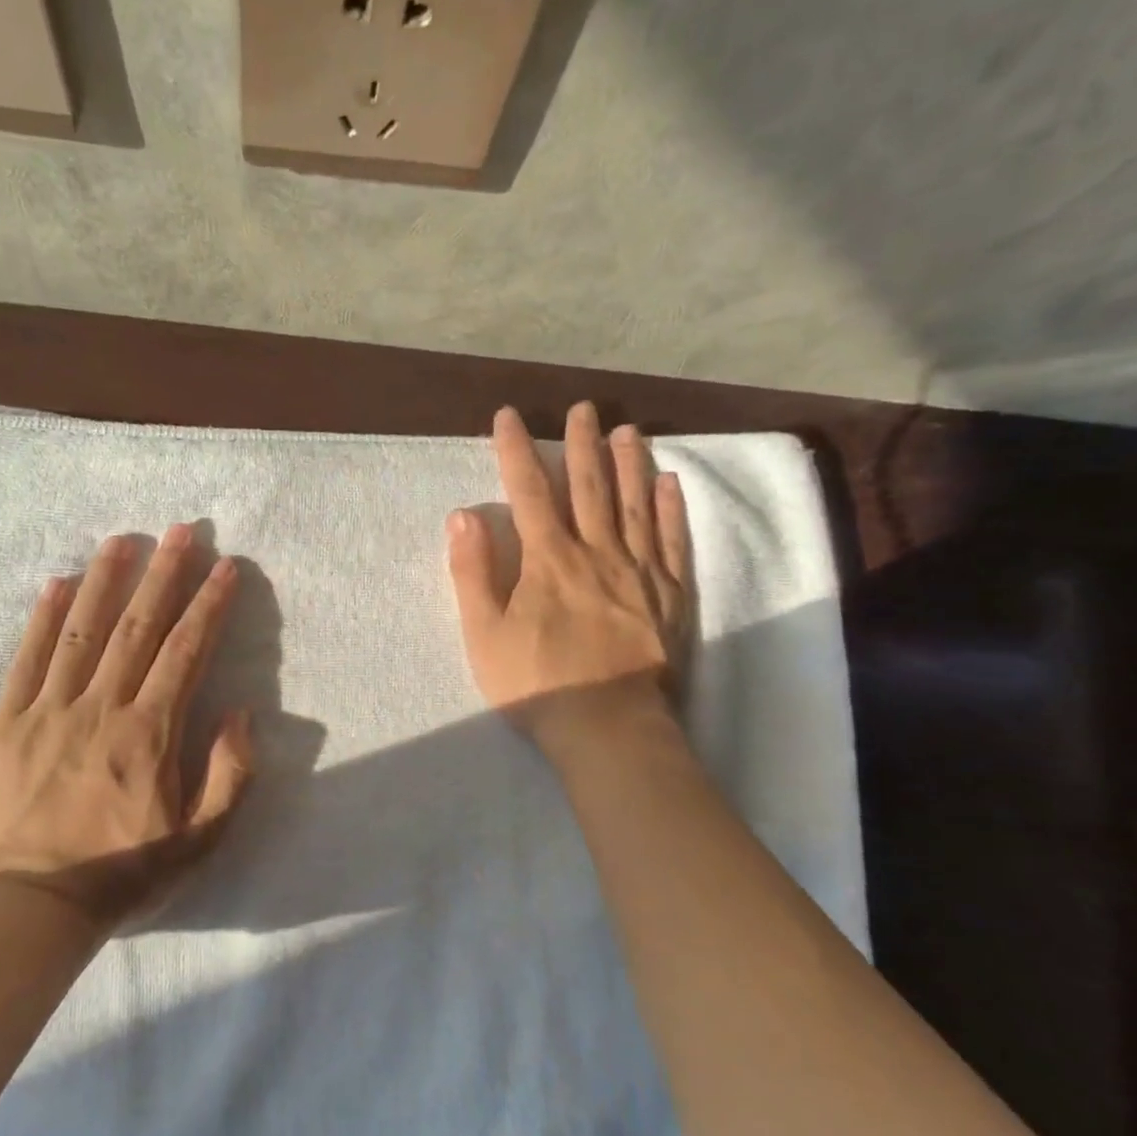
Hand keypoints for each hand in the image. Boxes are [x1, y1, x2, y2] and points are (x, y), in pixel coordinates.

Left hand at [0, 526, 252, 929]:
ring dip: (106, 579)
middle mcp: (101, 708)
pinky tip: (57, 582)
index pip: (186, 652)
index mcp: (149, 734)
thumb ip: (228, 775)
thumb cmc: (122, 876)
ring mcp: (48, 711)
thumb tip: (242, 715)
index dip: (209, 605)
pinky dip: (43, 617)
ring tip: (124, 538)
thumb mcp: (198, 841)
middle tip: (182, 531)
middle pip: (138, 627)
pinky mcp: (6, 724)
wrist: (28, 911)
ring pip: (82, 630)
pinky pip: (27, 659)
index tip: (226, 567)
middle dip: (165, 574)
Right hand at [447, 403, 693, 750]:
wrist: (607, 727)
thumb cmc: (535, 684)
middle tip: (583, 408)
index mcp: (548, 560)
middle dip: (580, 444)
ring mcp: (639, 572)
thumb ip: (472, 572)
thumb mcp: (484, 633)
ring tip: (627, 430)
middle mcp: (596, 552)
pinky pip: (673, 542)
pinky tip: (669, 483)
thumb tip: (464, 514)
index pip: (528, 492)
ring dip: (628, 463)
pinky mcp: (670, 596)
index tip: (507, 416)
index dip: (515, 451)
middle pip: (588, 487)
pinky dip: (671, 509)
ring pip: (634, 505)